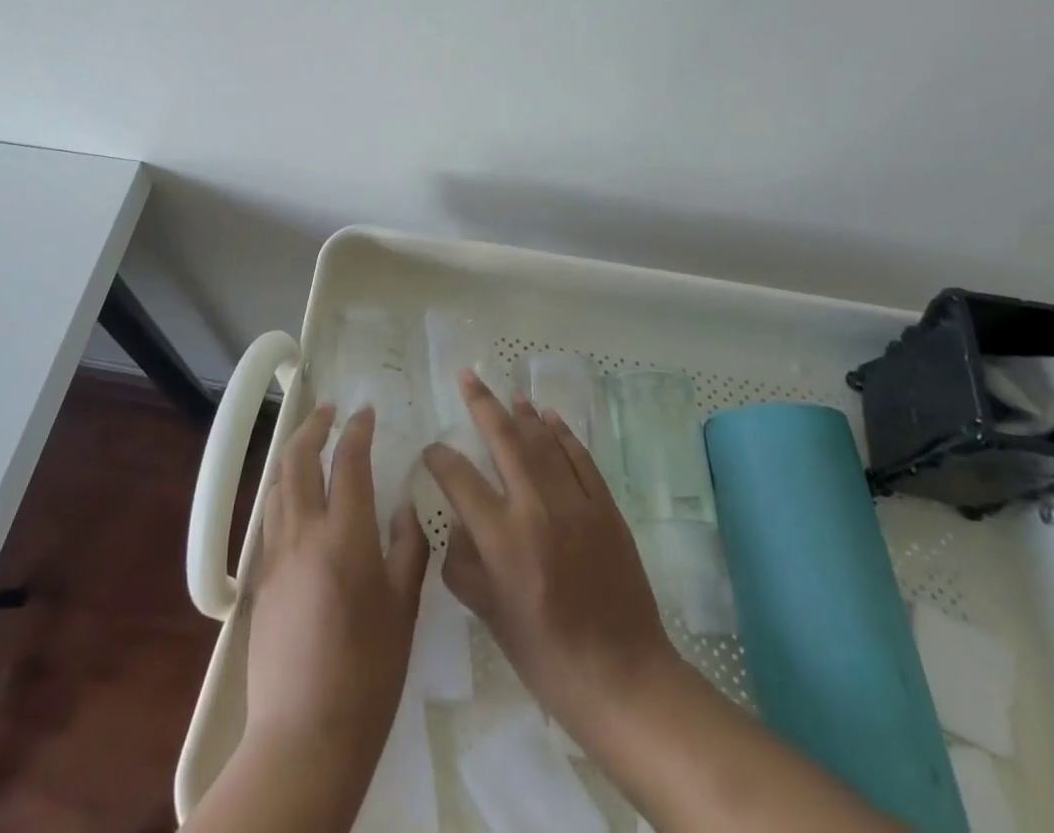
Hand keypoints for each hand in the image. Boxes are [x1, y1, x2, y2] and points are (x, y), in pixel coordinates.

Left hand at [244, 402, 429, 784]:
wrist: (304, 735)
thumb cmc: (368, 672)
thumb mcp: (404, 608)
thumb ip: (409, 548)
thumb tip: (405, 507)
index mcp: (345, 534)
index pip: (348, 461)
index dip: (357, 429)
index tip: (365, 411)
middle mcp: (303, 532)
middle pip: (297, 458)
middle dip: (313, 426)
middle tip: (330, 412)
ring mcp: (274, 554)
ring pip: (276, 484)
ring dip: (292, 455)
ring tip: (311, 448)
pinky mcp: (259, 579)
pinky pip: (269, 517)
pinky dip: (282, 491)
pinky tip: (297, 502)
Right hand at [422, 372, 901, 832]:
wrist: (622, 677)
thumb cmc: (546, 655)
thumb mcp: (490, 616)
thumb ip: (463, 563)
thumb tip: (455, 523)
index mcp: (502, 538)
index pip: (460, 478)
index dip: (440, 458)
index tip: (431, 451)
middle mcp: (537, 507)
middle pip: (504, 438)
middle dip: (481, 403)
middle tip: (466, 376)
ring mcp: (576, 502)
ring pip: (544, 440)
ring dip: (523, 413)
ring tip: (508, 392)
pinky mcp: (606, 507)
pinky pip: (580, 457)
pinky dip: (563, 433)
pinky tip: (551, 418)